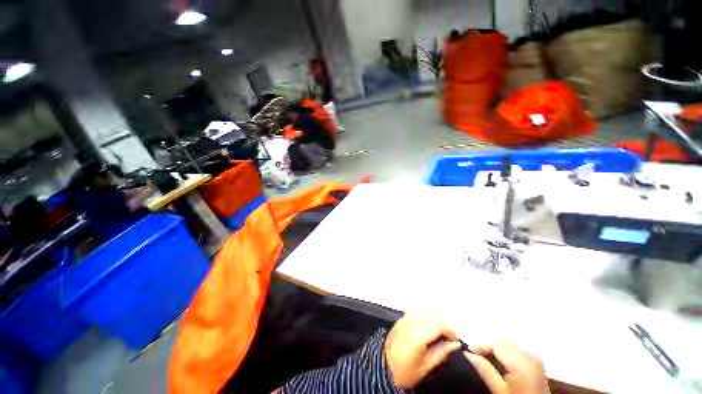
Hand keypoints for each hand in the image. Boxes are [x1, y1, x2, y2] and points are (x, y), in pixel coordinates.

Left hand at [384, 315, 461, 388]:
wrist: (382, 367)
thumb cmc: (405, 371)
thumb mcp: (425, 366)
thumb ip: (441, 352)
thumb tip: (454, 344)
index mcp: (418, 335)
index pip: (438, 324)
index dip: (450, 330)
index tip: (456, 339)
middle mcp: (411, 322)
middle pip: (432, 315)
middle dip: (444, 323)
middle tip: (450, 336)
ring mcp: (404, 318)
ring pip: (424, 310)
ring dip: (435, 318)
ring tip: (440, 331)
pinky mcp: (401, 318)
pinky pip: (416, 311)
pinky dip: (425, 315)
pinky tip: (428, 326)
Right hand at [465, 340, 550, 393]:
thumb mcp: (500, 391)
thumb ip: (485, 370)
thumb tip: (468, 353)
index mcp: (521, 362)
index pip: (496, 343)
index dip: (480, 345)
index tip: (468, 350)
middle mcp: (529, 355)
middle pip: (503, 340)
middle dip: (487, 344)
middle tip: (475, 354)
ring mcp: (534, 357)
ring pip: (509, 342)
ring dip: (495, 346)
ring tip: (484, 356)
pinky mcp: (536, 361)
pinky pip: (516, 348)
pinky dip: (504, 350)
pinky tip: (499, 359)